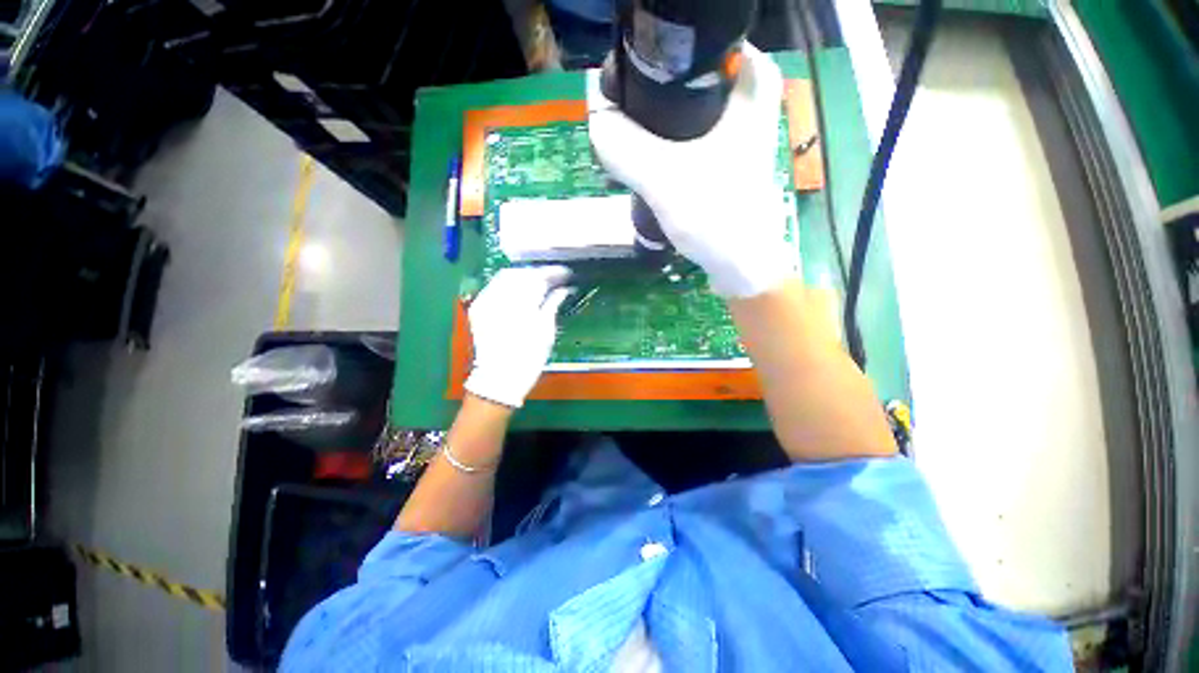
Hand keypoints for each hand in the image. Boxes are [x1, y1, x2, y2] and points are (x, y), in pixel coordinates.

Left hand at [464, 266, 571, 407]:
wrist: (500, 377)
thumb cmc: (529, 356)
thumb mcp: (546, 330)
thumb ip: (553, 303)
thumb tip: (563, 289)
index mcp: (520, 303)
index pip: (537, 277)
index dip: (553, 272)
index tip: (566, 273)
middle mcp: (499, 297)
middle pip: (520, 273)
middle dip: (537, 272)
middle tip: (553, 277)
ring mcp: (485, 301)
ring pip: (505, 277)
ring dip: (523, 276)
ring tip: (538, 282)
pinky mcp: (478, 307)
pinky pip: (493, 286)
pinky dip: (508, 284)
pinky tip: (520, 291)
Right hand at [588, 43, 793, 298]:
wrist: (740, 265)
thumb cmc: (714, 217)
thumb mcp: (662, 178)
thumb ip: (624, 146)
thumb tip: (596, 119)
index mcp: (750, 86)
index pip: (703, 42)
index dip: (663, 56)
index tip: (633, 76)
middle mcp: (748, 102)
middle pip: (691, 76)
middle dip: (653, 93)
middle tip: (625, 109)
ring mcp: (736, 134)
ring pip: (688, 109)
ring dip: (656, 122)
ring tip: (628, 139)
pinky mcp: (723, 161)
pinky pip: (688, 138)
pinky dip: (665, 144)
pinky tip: (646, 161)